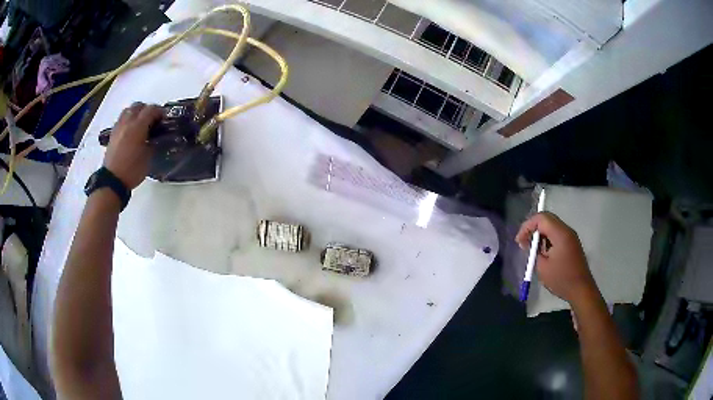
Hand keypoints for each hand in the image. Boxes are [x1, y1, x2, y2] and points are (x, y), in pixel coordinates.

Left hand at [103, 102, 162, 189]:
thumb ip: (152, 142)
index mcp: (138, 127)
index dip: (160, 111)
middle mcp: (127, 123)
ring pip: (128, 110)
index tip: (164, 118)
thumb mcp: (148, 157)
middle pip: (139, 106)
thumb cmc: (132, 170)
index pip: (151, 109)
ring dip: (136, 112)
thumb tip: (154, 137)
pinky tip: (130, 129)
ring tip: (141, 122)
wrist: (112, 181)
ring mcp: (118, 127)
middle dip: (147, 109)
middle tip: (153, 119)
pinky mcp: (112, 134)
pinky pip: (121, 119)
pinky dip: (128, 119)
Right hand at [515, 212, 596, 304]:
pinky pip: (557, 234)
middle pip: (547, 219)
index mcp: (560, 234)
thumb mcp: (542, 267)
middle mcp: (567, 230)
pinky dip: (547, 239)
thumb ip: (535, 251)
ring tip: (532, 249)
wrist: (580, 290)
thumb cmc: (561, 279)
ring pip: (552, 225)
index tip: (519, 240)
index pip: (541, 218)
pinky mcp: (572, 243)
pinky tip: (543, 252)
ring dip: (540, 234)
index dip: (527, 226)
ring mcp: (571, 236)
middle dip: (533, 228)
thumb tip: (531, 244)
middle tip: (523, 242)